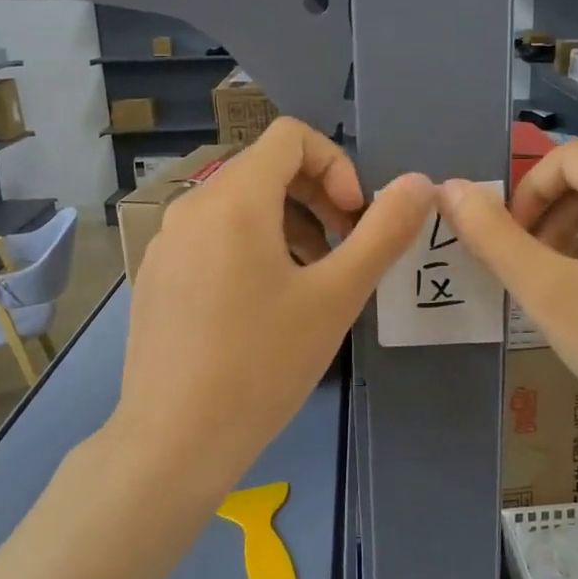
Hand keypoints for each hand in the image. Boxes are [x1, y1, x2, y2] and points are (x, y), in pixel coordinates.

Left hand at [114, 118, 432, 506]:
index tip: (354, 219)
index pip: (291, 137)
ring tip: (310, 286)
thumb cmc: (263, 365)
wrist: (175, 441)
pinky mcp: (157, 276)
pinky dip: (251, 250)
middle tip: (342, 253)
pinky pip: (212, 238)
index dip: (337, 166)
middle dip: (317, 200)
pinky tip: (264, 309)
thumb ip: (383, 232)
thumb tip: (420, 182)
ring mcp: (166, 242)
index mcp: (234, 199)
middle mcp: (192, 206)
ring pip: (239, 207)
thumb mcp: (336, 297)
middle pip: (265, 170)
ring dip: (288, 227)